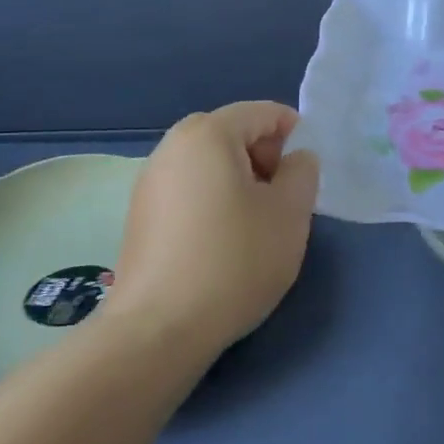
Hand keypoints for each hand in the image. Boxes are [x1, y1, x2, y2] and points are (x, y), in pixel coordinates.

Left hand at [109, 102, 319, 351]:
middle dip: (265, 161)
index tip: (304, 179)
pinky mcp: (139, 215)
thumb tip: (295, 159)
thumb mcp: (290, 213)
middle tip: (281, 204)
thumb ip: (303, 172)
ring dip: (240, 184)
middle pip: (234, 135)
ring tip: (253, 229)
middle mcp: (171, 146)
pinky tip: (221, 246)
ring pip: (211, 165)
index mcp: (208, 133)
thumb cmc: (235, 261)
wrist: (159, 329)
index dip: (294, 137)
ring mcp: (149, 181)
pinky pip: (189, 190)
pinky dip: (213, 203)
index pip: (263, 113)